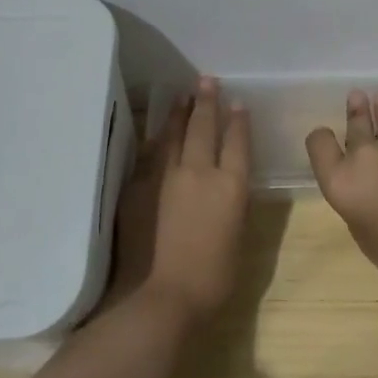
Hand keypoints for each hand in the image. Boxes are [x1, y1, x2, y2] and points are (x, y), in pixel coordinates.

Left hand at [110, 78, 251, 327]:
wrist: (160, 297)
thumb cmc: (212, 280)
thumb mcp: (237, 240)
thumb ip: (232, 207)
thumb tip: (227, 189)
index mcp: (231, 186)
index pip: (237, 142)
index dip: (238, 121)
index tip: (237, 103)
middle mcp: (200, 172)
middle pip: (204, 127)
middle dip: (207, 102)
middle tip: (206, 80)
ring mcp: (166, 177)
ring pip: (174, 135)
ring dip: (180, 113)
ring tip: (183, 95)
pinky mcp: (139, 188)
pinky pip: (150, 154)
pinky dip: (156, 139)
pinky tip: (157, 133)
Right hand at [306, 91, 377, 292]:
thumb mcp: (364, 232)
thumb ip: (358, 204)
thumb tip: (366, 191)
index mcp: (341, 180)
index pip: (318, 142)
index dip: (320, 139)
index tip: (326, 139)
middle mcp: (365, 154)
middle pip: (355, 123)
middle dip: (355, 111)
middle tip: (356, 96)